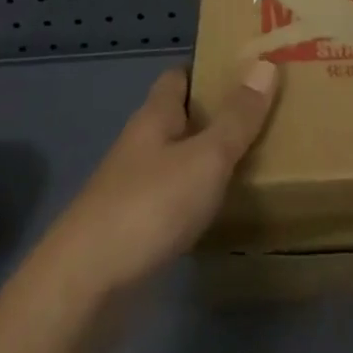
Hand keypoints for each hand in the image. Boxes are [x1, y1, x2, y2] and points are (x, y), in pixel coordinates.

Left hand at [32, 60, 279, 306]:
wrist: (86, 288)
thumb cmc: (149, 206)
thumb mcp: (205, 157)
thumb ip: (237, 117)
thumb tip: (266, 64)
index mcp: (154, 118)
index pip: (178, 77)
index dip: (208, 69)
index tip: (247, 68)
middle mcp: (142, 147)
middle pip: (180, 118)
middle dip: (217, 114)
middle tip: (266, 112)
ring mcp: (135, 190)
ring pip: (179, 161)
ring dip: (210, 158)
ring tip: (259, 157)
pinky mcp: (136, 232)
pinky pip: (176, 200)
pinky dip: (200, 198)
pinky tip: (226, 209)